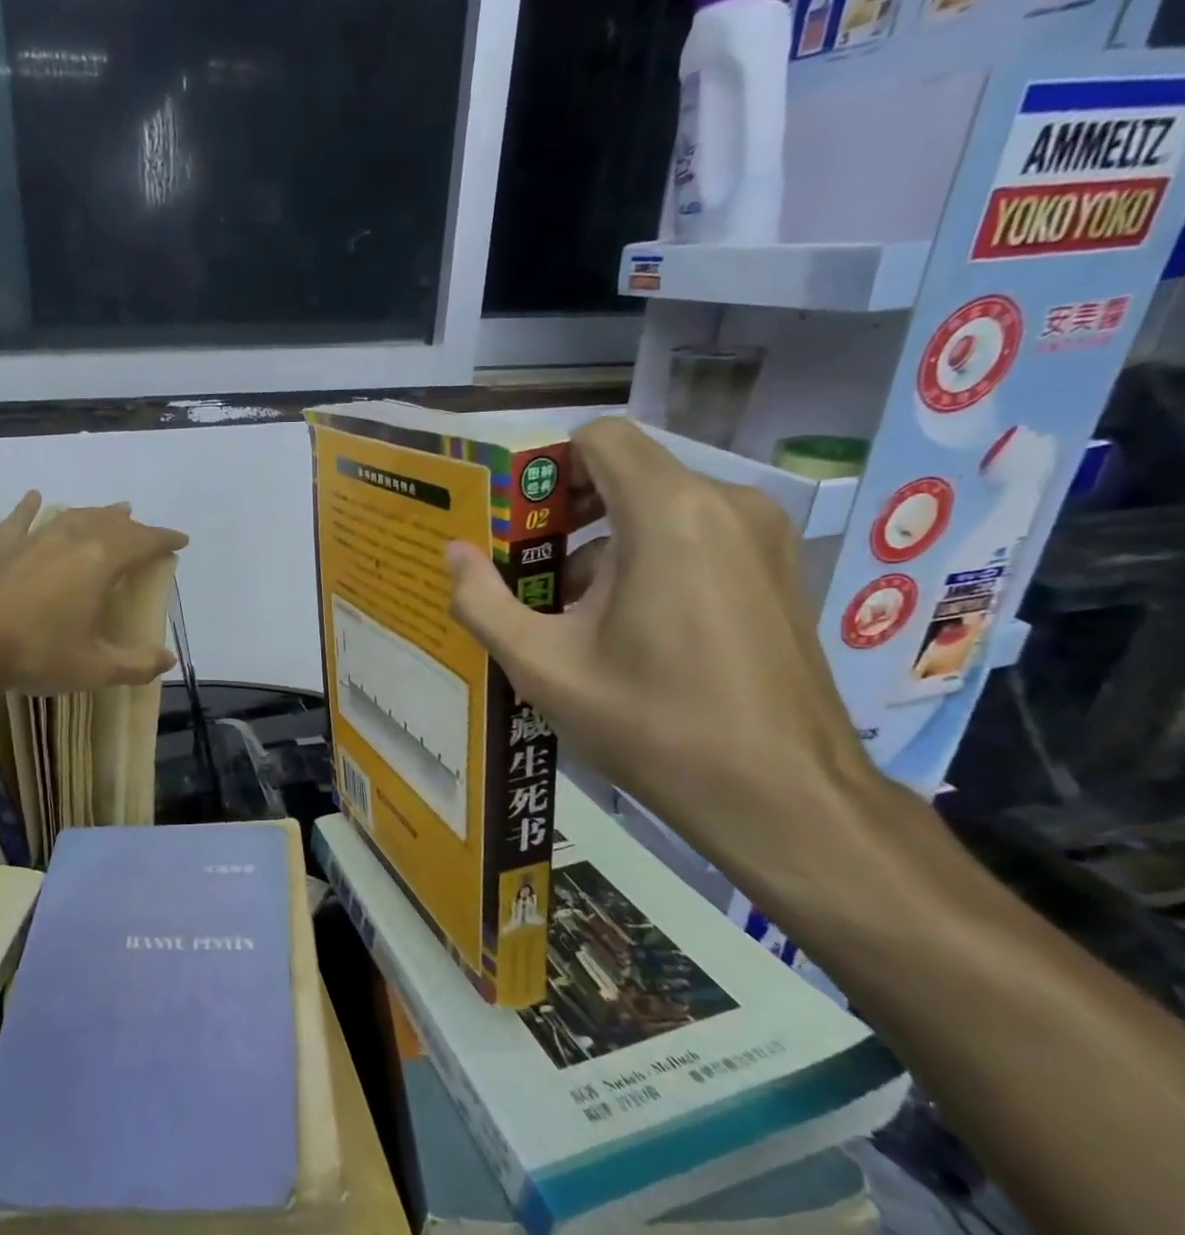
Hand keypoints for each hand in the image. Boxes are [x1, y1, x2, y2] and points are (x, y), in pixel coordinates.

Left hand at [0, 491, 187, 693]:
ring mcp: (33, 538)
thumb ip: (136, 664)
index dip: (165, 539)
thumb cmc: (37, 653)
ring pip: (73, 516)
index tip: (181, 540)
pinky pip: (21, 519)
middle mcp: (71, 538)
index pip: (144, 541)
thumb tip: (168, 658)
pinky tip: (36, 497)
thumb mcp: (94, 668)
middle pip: (111, 523)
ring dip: (97, 513)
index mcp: (101, 561)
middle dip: (134, 526)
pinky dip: (32, 507)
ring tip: (112, 510)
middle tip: (145, 531)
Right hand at [446, 417, 886, 873]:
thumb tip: (453, 555)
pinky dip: (651, 562)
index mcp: (668, 513)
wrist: (782, 797)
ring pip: (661, 509)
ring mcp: (763, 537)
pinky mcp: (779, 570)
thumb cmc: (652, 724)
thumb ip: (483, 602)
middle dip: (570, 515)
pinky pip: (697, 538)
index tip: (519, 520)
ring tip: (573, 617)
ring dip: (608, 546)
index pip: (599, 437)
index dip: (548, 467)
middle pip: (628, 474)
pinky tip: (630, 632)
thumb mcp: (543, 667)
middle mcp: (726, 505)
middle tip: (530, 572)